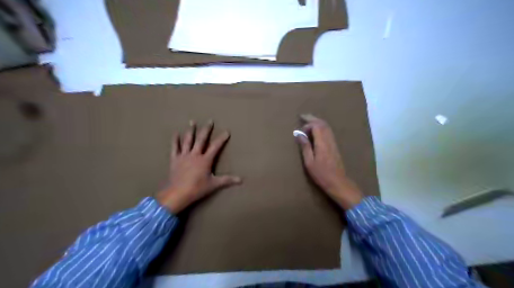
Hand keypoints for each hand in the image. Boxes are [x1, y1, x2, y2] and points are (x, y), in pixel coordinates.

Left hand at [157, 120, 242, 213]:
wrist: (178, 193)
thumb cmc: (197, 188)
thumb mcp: (214, 184)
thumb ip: (227, 180)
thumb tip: (241, 180)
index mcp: (205, 160)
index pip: (215, 147)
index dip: (222, 139)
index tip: (227, 131)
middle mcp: (195, 155)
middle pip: (201, 139)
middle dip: (206, 129)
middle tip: (210, 121)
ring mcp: (184, 156)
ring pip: (188, 140)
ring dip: (191, 130)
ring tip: (192, 121)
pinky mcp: (175, 159)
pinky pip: (175, 148)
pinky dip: (175, 140)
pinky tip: (176, 133)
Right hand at [295, 114, 362, 209]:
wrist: (338, 182)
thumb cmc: (321, 174)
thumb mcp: (309, 162)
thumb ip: (305, 146)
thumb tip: (299, 134)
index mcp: (322, 143)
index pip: (317, 126)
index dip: (308, 124)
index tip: (300, 131)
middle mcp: (329, 140)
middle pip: (323, 124)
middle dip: (313, 118)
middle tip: (303, 116)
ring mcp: (333, 143)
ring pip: (327, 127)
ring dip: (317, 122)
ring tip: (308, 120)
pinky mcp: (335, 146)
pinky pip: (328, 132)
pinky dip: (321, 127)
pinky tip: (316, 131)